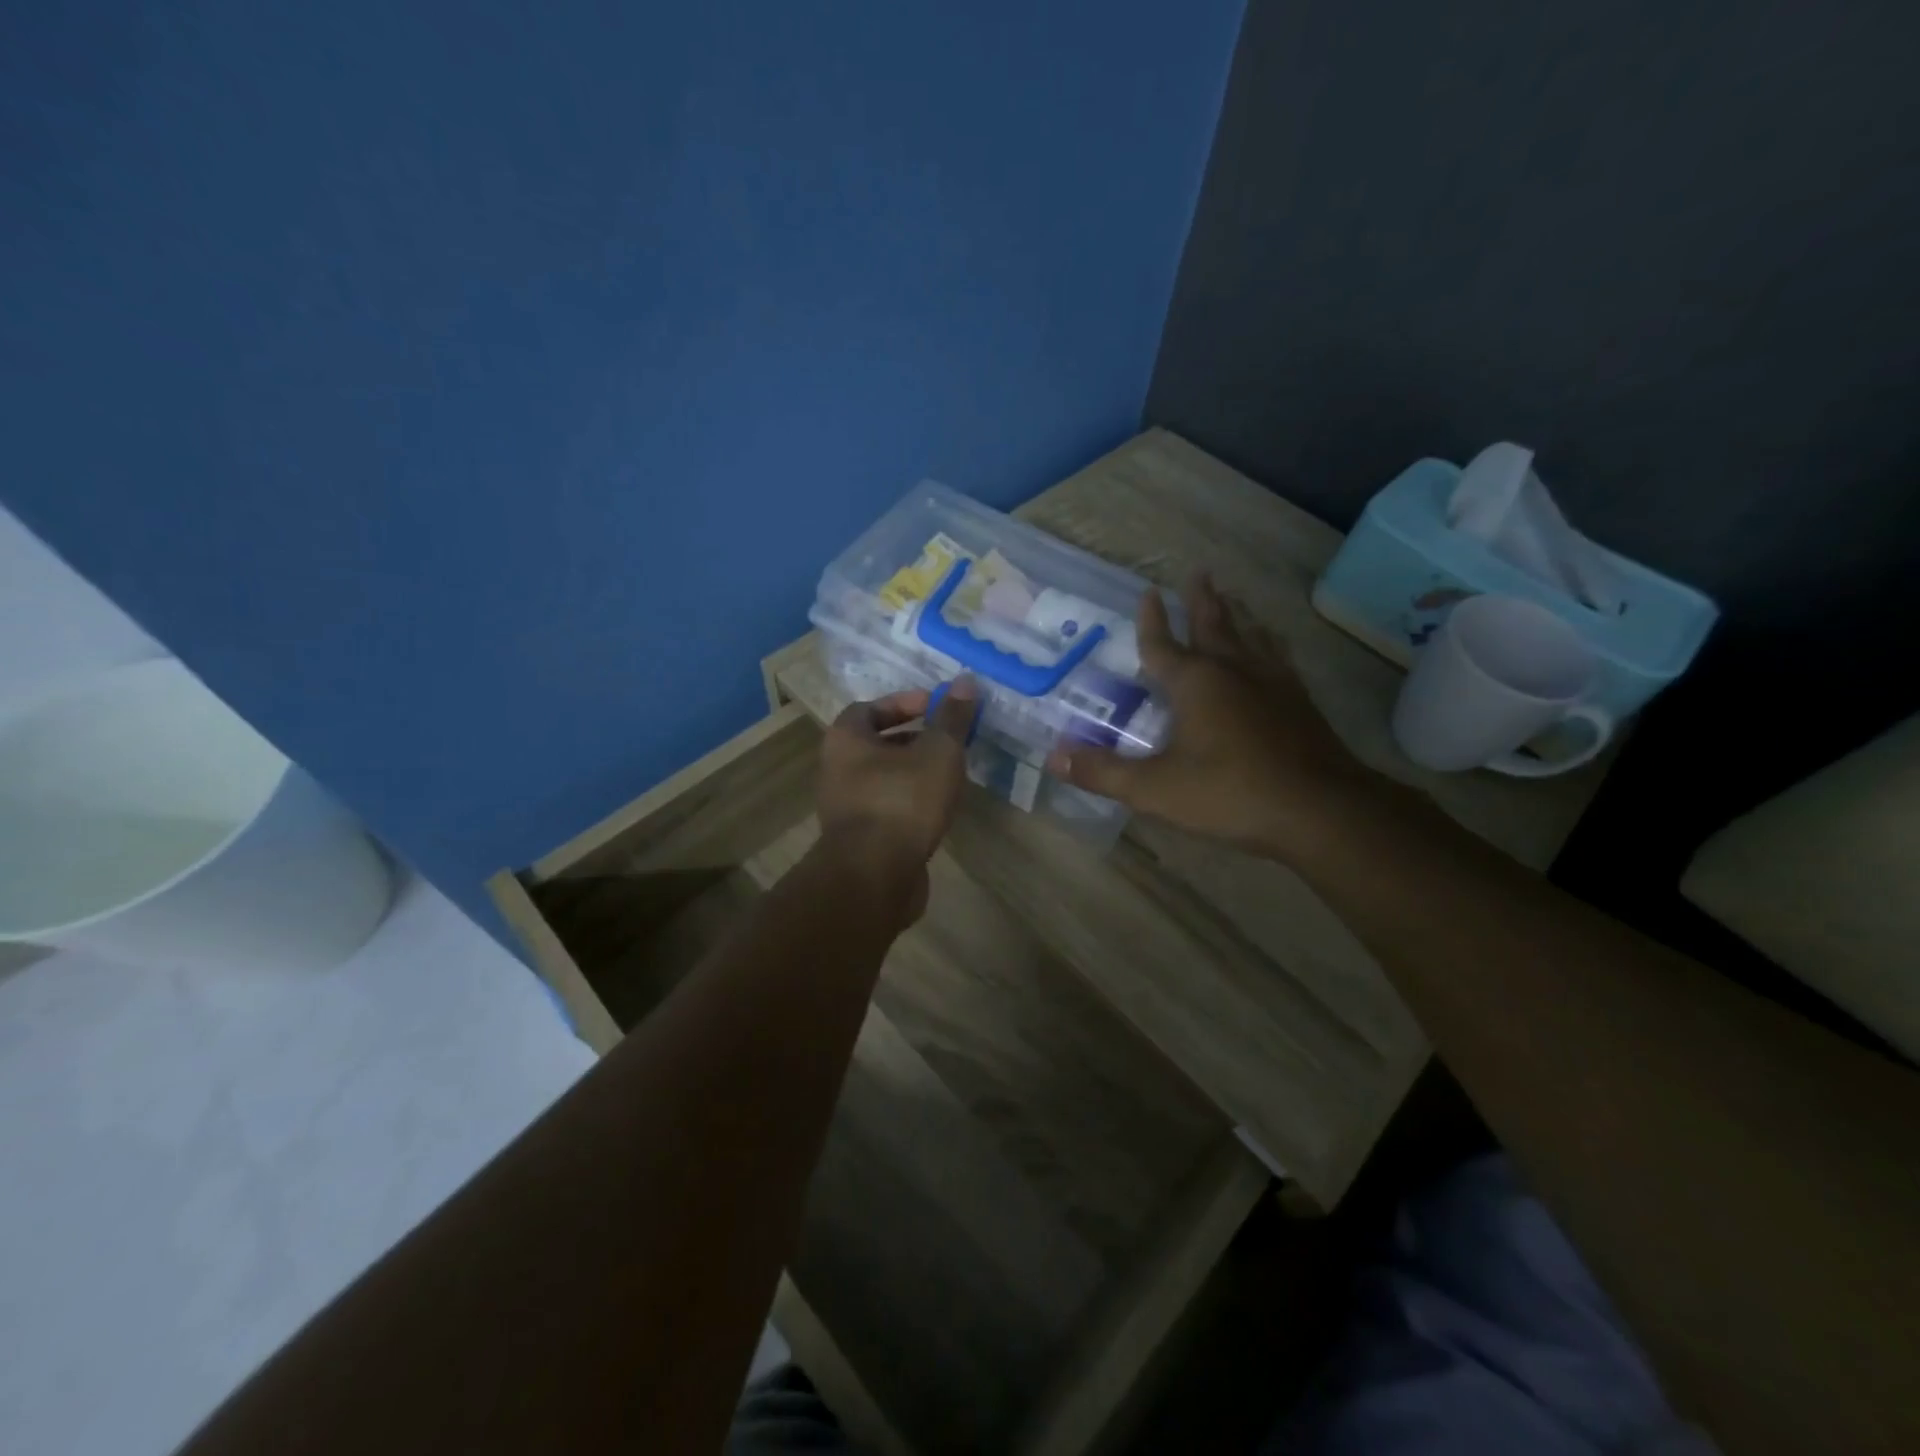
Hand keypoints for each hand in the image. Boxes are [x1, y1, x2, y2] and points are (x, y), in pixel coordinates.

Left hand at [816, 679, 979, 923]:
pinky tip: (938, 809)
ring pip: (883, 778)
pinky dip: (910, 802)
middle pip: (876, 743)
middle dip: (914, 739)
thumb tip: (967, 681)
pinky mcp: (859, 840)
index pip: (869, 708)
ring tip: (950, 775)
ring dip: (914, 773)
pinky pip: (887, 808)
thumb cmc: (903, 801)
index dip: (904, 703)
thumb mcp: (937, 752)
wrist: (874, 877)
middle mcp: (836, 769)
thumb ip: (952, 718)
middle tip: (948, 741)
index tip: (937, 708)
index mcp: (845, 739)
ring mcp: (845, 807)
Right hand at [1046, 574, 1373, 859]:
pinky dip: (1269, 644)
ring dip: (1237, 615)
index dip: (1151, 620)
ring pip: (1250, 636)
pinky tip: (1274, 648)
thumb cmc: (1229, 793)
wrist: (1319, 810)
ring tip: (1235, 599)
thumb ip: (1103, 772)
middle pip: (1213, 625)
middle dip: (1201, 600)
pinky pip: (1278, 658)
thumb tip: (1054, 758)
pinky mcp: (1299, 702)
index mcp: (1195, 683)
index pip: (1163, 644)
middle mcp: (1234, 671)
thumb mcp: (1155, 789)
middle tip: (1198, 572)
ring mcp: (1272, 683)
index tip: (1148, 591)